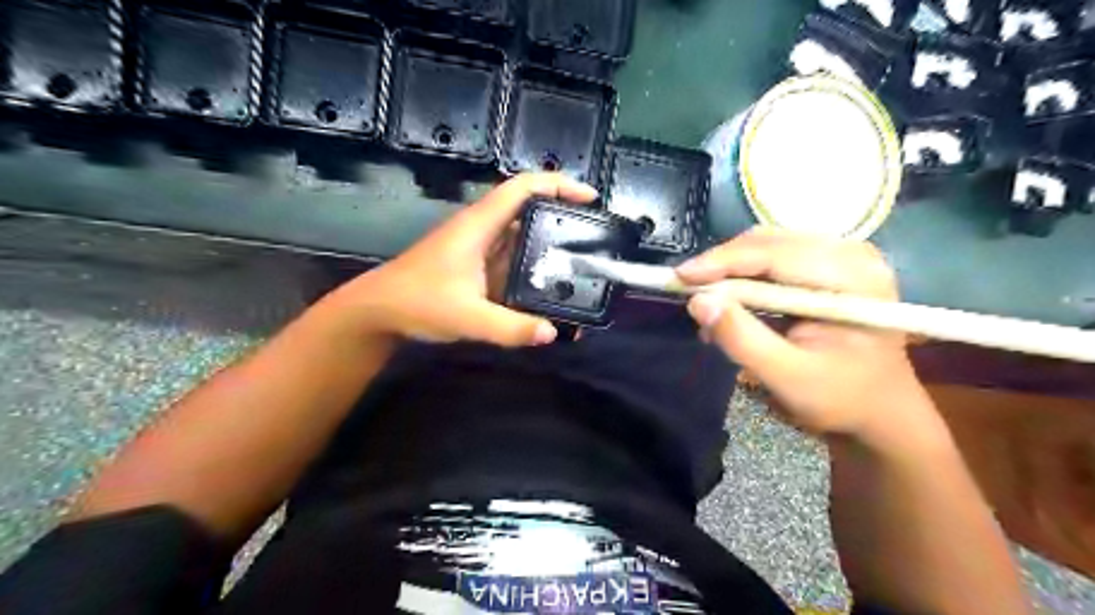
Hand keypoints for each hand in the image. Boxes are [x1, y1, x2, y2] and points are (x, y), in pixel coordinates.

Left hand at [324, 173, 596, 348]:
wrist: (379, 312)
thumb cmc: (418, 302)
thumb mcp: (468, 317)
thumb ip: (510, 327)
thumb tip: (553, 333)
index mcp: (480, 225)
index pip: (524, 188)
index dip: (559, 185)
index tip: (590, 198)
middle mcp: (483, 230)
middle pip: (530, 210)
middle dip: (563, 218)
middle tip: (594, 238)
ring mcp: (481, 249)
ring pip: (523, 237)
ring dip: (550, 247)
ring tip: (582, 265)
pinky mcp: (478, 267)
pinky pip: (514, 262)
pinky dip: (534, 271)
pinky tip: (551, 290)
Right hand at [676, 226, 932, 440]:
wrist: (880, 408)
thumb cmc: (840, 398)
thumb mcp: (787, 377)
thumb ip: (742, 339)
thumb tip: (698, 302)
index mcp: (854, 280)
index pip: (776, 254)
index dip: (722, 261)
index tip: (680, 276)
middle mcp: (852, 255)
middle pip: (770, 242)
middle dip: (722, 264)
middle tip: (687, 289)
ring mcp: (842, 255)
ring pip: (767, 245)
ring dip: (731, 270)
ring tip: (707, 300)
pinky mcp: (829, 264)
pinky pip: (775, 257)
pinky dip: (745, 276)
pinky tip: (730, 300)